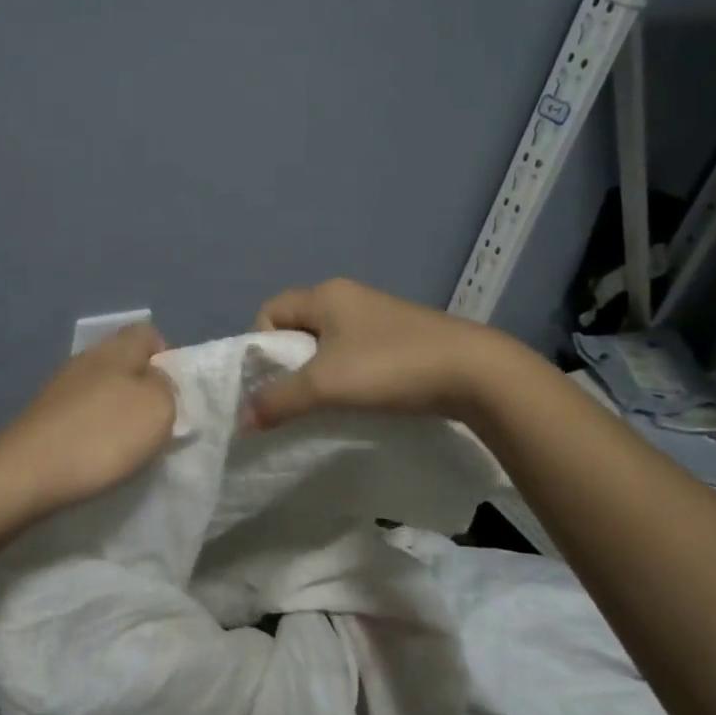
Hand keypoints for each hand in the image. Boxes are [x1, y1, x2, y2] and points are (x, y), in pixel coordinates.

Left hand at [0, 323, 176, 516]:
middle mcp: (86, 359)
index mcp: (116, 349)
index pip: (148, 333)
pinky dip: (94, 430)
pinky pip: (81, 413)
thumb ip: (167, 388)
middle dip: (142, 388)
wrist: (26, 473)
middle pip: (124, 362)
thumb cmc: (102, 435)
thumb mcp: (158, 409)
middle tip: (155, 423)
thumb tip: (156, 381)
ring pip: (102, 388)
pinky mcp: (44, 416)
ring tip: (127, 445)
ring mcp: (60, 387)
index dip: (166, 357)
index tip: (174, 393)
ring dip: (118, 412)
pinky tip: (96, 456)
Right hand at [245, 278, 500, 429]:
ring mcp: (376, 316)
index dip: (262, 344)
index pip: (269, 311)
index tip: (275, 380)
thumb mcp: (325, 384)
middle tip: (297, 396)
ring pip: (326, 343)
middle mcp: (347, 297)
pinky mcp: (398, 337)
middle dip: (289, 363)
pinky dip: (346, 375)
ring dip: (319, 373)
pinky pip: (353, 353)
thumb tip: (242, 420)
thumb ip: (279, 400)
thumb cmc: (389, 366)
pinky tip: (358, 399)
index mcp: (325, 294)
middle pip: (297, 327)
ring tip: (327, 403)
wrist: (473, 372)